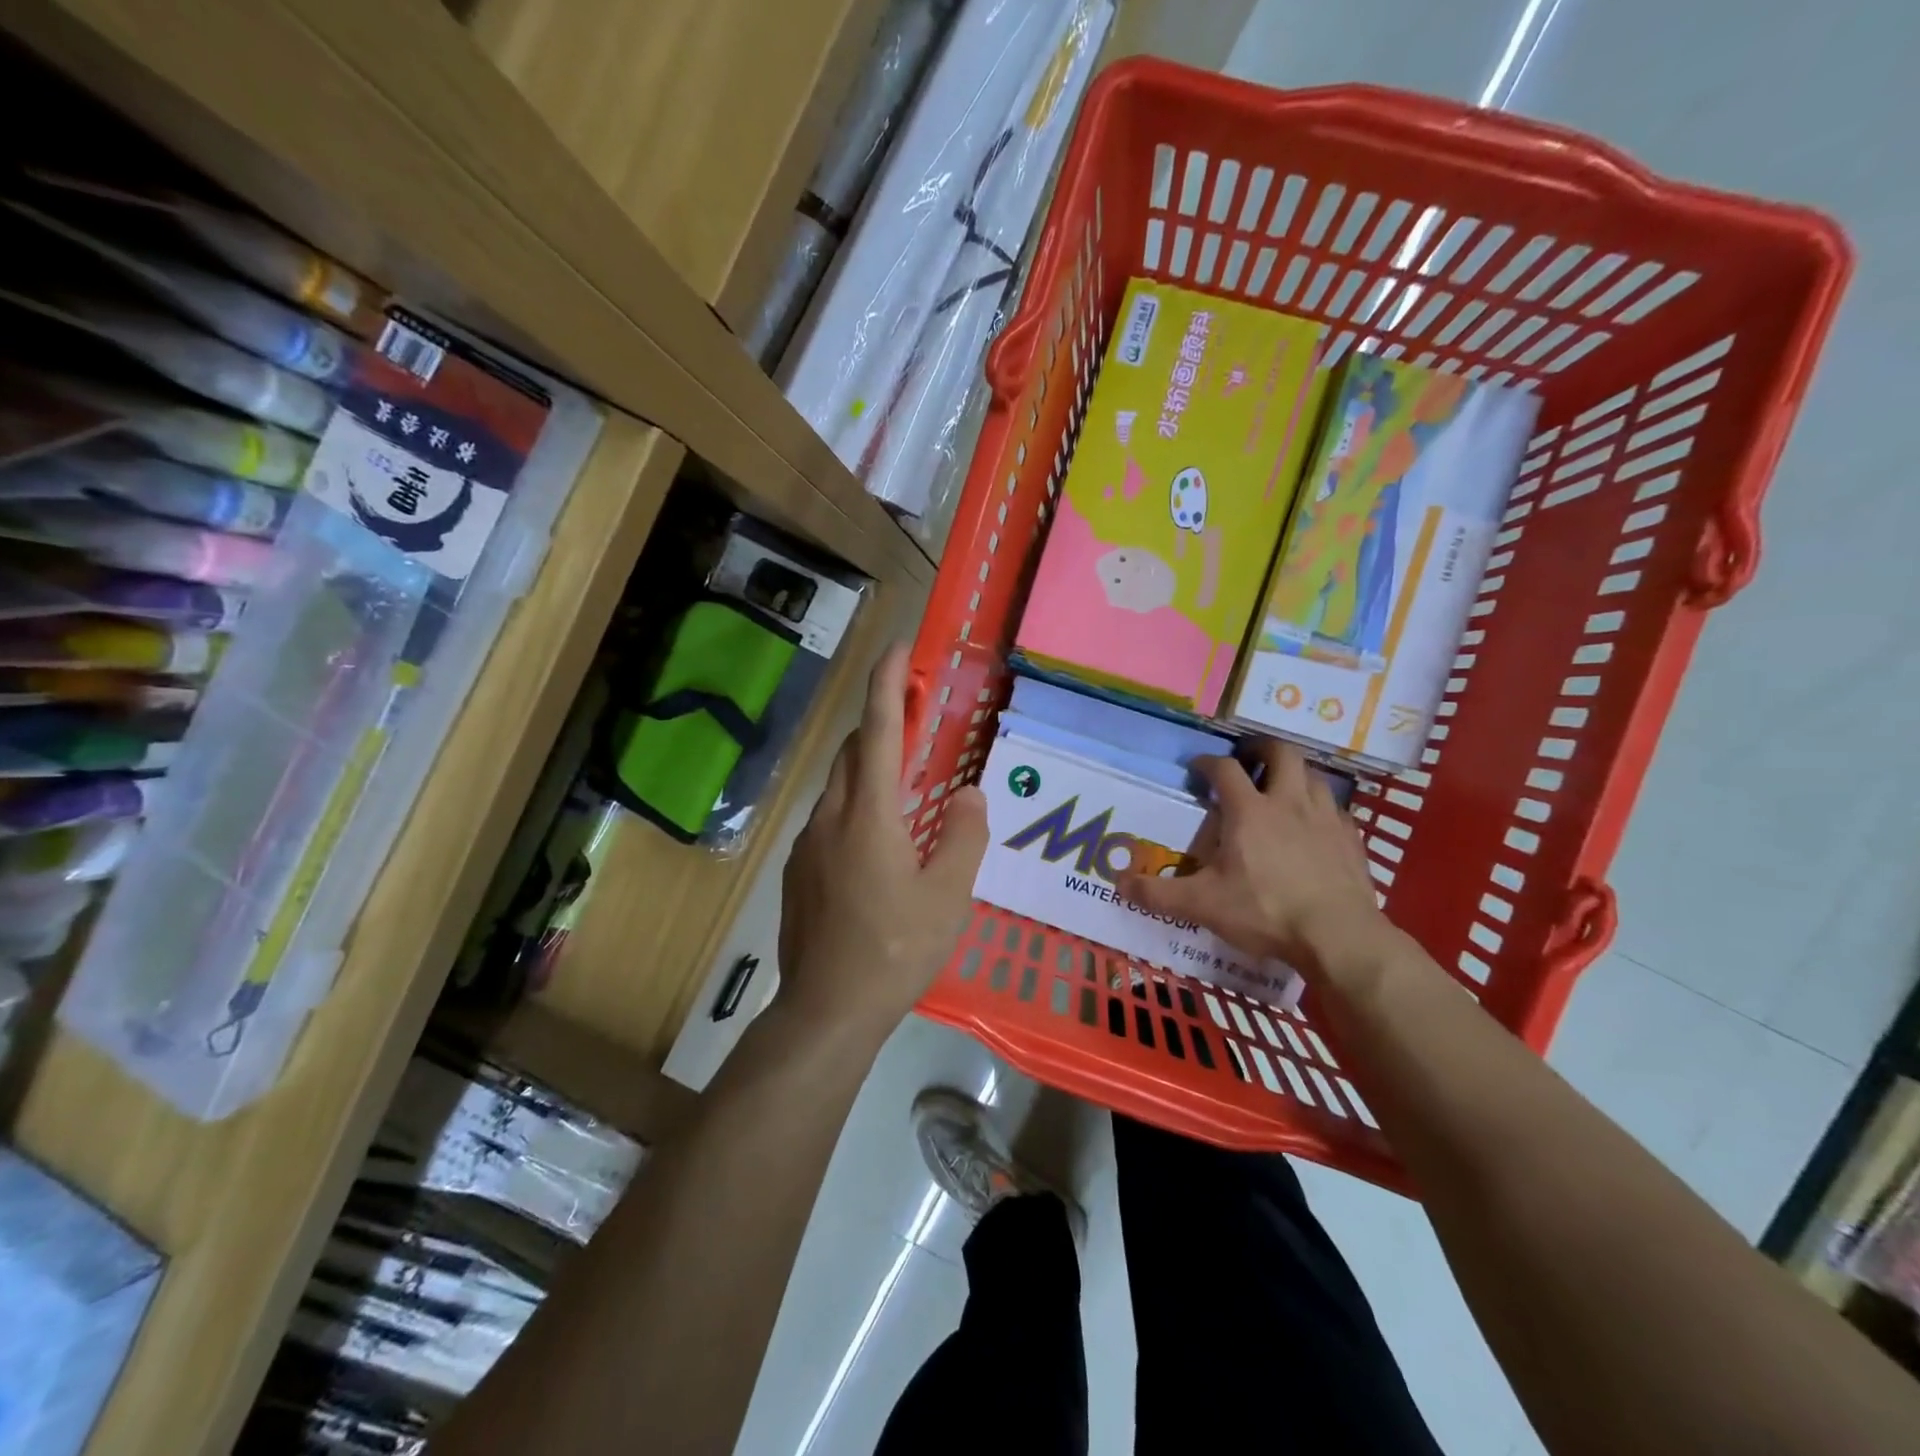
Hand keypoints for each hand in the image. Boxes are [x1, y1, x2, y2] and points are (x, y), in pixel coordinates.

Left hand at [777, 643, 988, 1039]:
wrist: (827, 1010)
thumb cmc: (895, 951)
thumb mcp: (949, 896)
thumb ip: (964, 836)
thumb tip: (971, 795)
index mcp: (869, 814)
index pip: (877, 731)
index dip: (888, 684)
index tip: (900, 648)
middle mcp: (831, 817)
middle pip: (852, 750)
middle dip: (881, 722)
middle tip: (918, 719)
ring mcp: (808, 844)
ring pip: (838, 785)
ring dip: (869, 765)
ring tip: (907, 781)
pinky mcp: (799, 870)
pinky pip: (830, 818)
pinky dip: (857, 803)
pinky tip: (881, 840)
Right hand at [1116, 739, 1395, 985]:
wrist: (1339, 937)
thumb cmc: (1265, 912)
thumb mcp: (1202, 905)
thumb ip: (1158, 894)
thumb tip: (1118, 883)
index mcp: (1249, 811)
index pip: (1225, 768)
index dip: (1207, 763)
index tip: (1197, 769)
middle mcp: (1289, 802)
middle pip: (1281, 753)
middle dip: (1261, 750)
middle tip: (1247, 760)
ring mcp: (1326, 818)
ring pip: (1313, 776)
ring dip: (1294, 775)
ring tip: (1280, 789)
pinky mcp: (1352, 839)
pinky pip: (1336, 809)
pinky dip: (1320, 808)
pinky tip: (1313, 827)